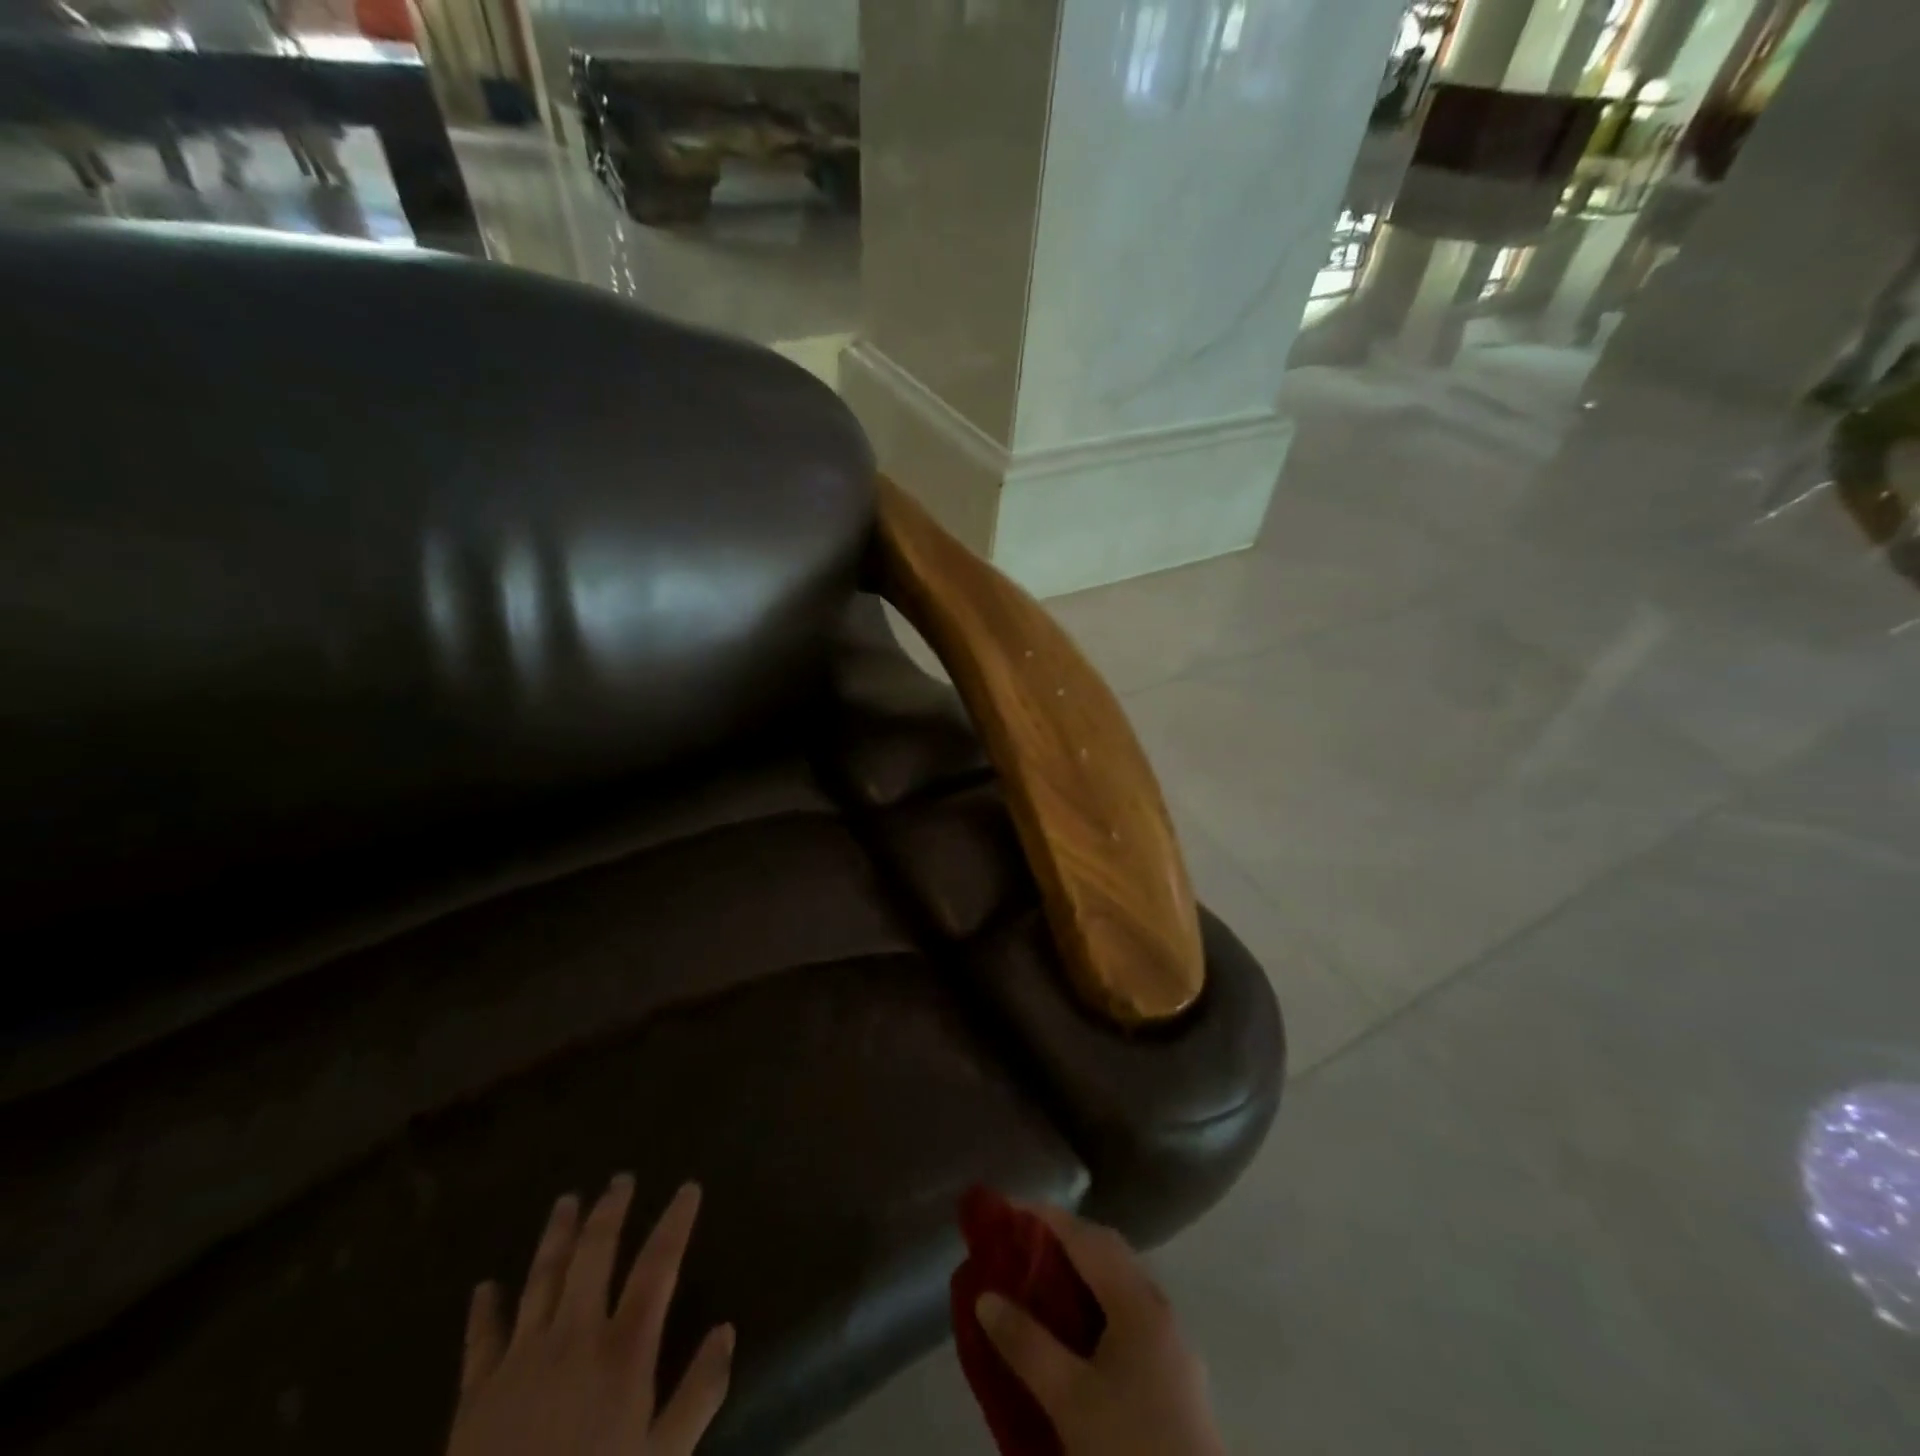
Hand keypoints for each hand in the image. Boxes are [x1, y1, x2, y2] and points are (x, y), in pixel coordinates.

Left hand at [447, 1177, 732, 1455]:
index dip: (676, 1221)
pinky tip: (485, 1286)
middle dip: (610, 1211)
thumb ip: (700, 1392)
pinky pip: (481, 1338)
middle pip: (595, 1254)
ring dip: (556, 1236)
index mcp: (623, 1351)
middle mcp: (574, 1337)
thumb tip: (726, 1329)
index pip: (658, 1265)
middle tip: (620, 1179)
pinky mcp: (475, 1394)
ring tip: (566, 1201)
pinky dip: (484, 1309)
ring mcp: (520, 1360)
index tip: (688, 1188)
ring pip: (541, 1278)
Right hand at [975, 1204, 1223, 1455]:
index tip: (1008, 1209)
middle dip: (1063, 1241)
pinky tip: (1073, 1334)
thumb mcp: (1069, 1399)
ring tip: (1038, 1284)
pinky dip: (1095, 1305)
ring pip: (1119, 1286)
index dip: (1046, 1218)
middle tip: (1019, 1246)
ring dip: (1080, 1274)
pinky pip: (1127, 1316)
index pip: (1087, 1237)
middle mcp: (1159, 1309)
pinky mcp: (1173, 1376)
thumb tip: (985, 1296)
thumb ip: (1026, 1343)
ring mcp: (1171, 1343)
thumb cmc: (1130, 1448)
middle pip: (1107, 1254)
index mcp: (1139, 1301)